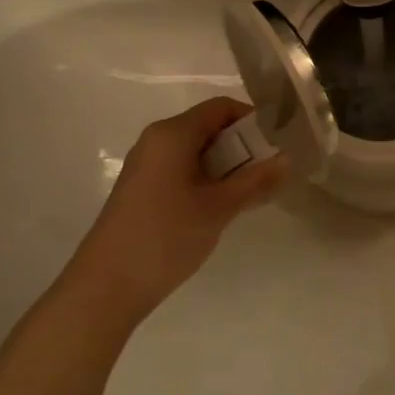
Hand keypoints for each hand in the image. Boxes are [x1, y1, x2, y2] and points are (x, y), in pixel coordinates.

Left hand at [69, 97, 286, 326]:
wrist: (106, 287)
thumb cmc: (166, 236)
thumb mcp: (219, 207)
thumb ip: (256, 181)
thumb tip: (287, 160)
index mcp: (173, 134)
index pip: (221, 108)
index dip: (253, 120)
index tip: (279, 143)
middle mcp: (157, 141)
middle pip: (209, 127)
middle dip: (244, 145)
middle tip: (272, 171)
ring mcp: (147, 166)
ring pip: (197, 151)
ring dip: (227, 165)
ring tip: (253, 192)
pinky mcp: (142, 189)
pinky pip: (183, 169)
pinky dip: (207, 179)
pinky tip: (221, 207)